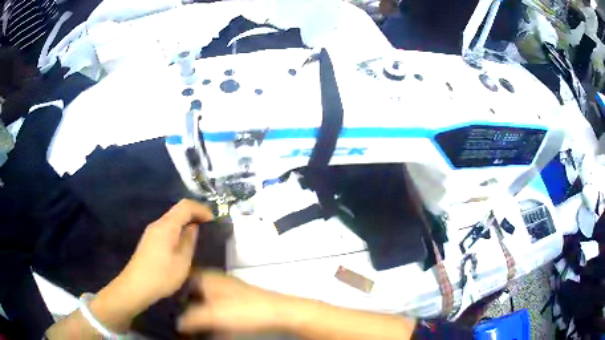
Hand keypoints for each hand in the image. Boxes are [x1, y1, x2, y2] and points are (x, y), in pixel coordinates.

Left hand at [111, 199, 212, 312]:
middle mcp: (157, 224)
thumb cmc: (161, 276)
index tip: (213, 220)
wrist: (135, 287)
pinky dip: (177, 229)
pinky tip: (182, 243)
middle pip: (177, 210)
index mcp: (166, 226)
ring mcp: (151, 232)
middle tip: (208, 226)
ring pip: (171, 219)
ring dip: (185, 222)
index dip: (201, 209)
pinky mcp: (149, 240)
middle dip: (194, 214)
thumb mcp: (182, 262)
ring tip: (198, 234)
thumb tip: (193, 228)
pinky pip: (166, 228)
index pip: (185, 206)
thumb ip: (189, 242)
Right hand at [178, 271, 294, 333]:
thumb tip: (176, 323)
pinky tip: (205, 326)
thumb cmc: (243, 311)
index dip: (169, 290)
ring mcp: (225, 290)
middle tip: (171, 316)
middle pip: (189, 291)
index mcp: (205, 277)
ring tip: (184, 323)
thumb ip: (190, 319)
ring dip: (194, 311)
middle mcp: (213, 280)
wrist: (278, 313)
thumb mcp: (212, 315)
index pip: (179, 278)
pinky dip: (207, 315)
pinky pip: (213, 307)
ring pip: (201, 300)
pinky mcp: (234, 301)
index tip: (162, 301)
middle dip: (181, 304)